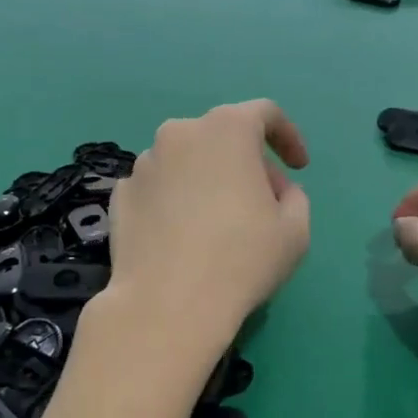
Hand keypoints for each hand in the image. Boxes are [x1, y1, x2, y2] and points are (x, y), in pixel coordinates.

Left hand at [105, 101, 310, 334]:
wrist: (167, 304)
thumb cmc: (242, 259)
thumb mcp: (296, 230)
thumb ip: (293, 196)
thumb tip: (273, 190)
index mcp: (226, 129)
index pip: (265, 113)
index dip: (288, 136)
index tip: (297, 167)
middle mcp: (179, 133)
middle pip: (221, 136)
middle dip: (246, 161)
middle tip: (261, 200)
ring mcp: (143, 163)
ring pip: (185, 161)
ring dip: (206, 179)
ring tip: (217, 223)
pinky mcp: (119, 194)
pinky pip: (158, 187)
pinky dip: (174, 200)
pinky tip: (181, 236)